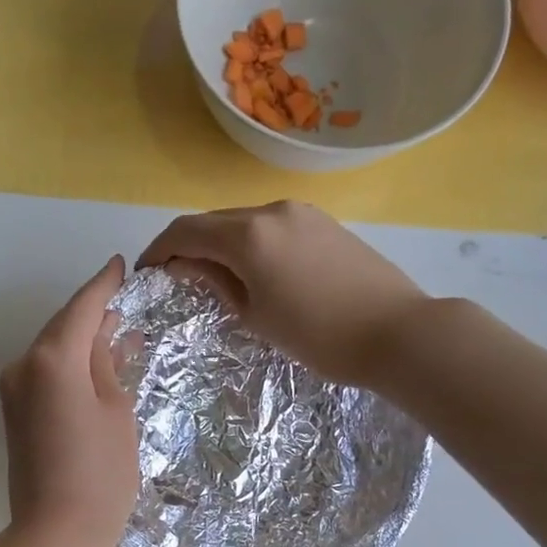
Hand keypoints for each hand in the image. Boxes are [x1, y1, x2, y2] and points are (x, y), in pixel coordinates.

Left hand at [0, 256, 139, 546]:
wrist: (54, 533)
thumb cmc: (100, 474)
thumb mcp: (117, 411)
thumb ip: (108, 364)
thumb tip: (106, 336)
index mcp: (52, 358)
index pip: (82, 307)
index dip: (103, 285)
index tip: (119, 265)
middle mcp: (24, 365)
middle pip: (63, 326)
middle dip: (94, 313)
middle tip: (126, 301)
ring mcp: (14, 389)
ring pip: (54, 350)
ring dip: (83, 340)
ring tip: (120, 332)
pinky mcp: (15, 411)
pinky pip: (46, 373)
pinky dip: (71, 364)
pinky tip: (98, 364)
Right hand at [138, 201, 425, 388]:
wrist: (398, 332)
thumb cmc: (318, 335)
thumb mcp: (255, 315)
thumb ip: (216, 282)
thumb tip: (185, 265)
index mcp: (248, 235)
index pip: (185, 231)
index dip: (159, 250)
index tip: (147, 273)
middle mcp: (271, 210)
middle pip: (213, 221)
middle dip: (188, 245)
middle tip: (177, 278)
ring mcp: (302, 213)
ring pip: (243, 221)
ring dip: (220, 243)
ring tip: (216, 278)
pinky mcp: (324, 222)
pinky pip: (271, 225)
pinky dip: (250, 242)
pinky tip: (255, 270)